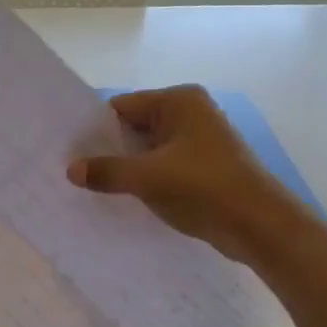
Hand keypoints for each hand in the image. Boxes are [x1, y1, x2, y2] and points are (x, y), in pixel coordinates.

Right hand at [67, 85, 289, 261]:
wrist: (258, 225)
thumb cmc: (203, 188)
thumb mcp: (147, 178)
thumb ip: (107, 171)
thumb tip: (71, 170)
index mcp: (179, 102)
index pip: (122, 107)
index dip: (94, 129)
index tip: (68, 151)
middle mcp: (190, 113)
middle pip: (134, 127)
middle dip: (107, 150)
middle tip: (73, 171)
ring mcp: (198, 141)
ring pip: (147, 150)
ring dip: (125, 168)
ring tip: (92, 187)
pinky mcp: (203, 167)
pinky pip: (162, 167)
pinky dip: (144, 179)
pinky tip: (123, 198)